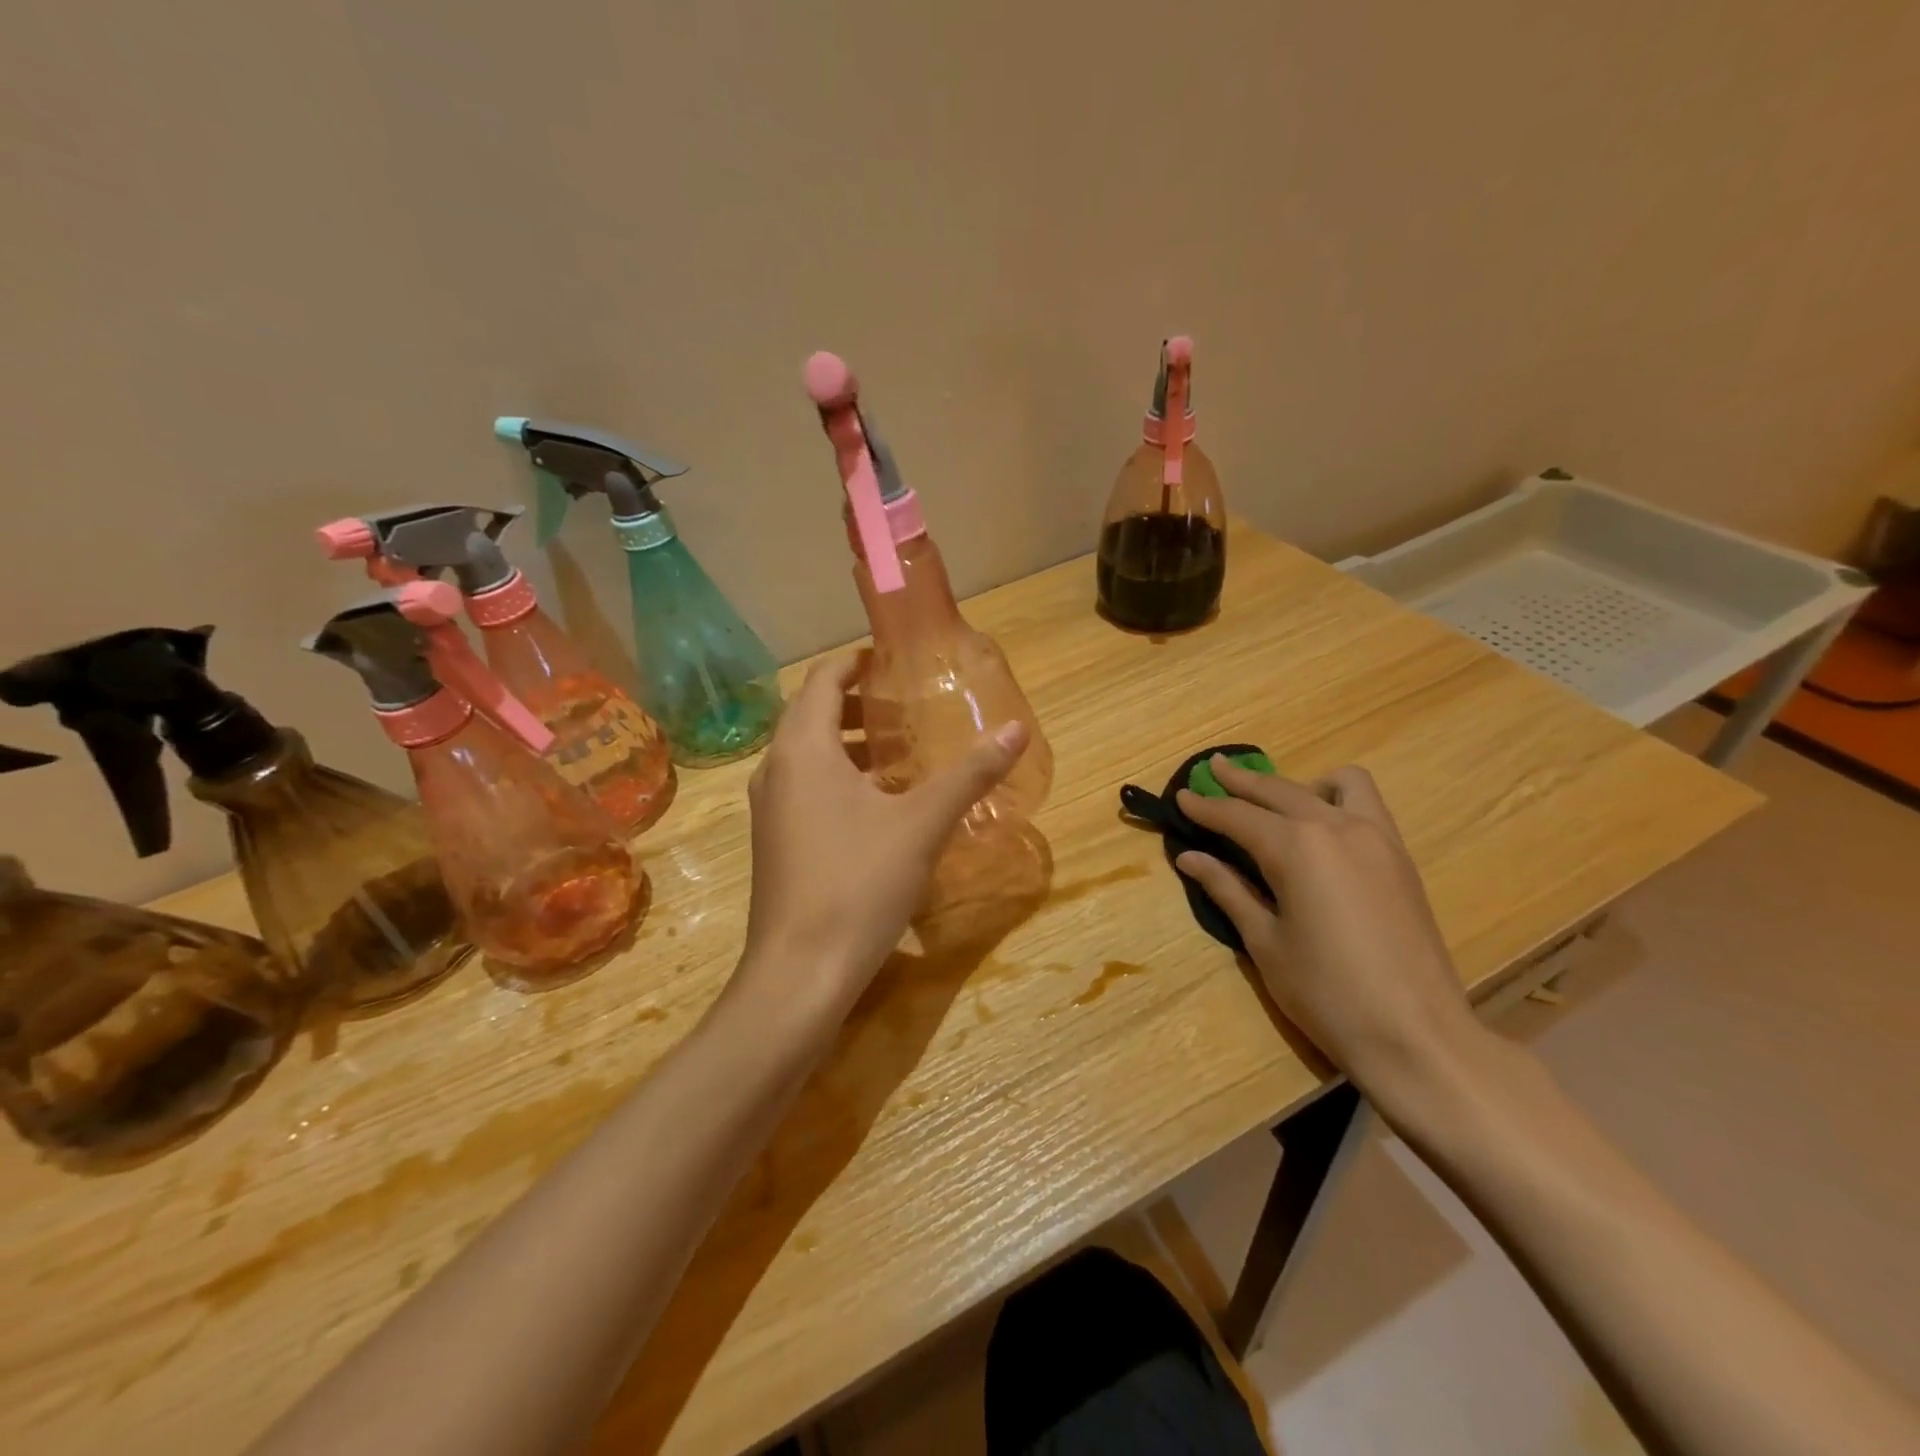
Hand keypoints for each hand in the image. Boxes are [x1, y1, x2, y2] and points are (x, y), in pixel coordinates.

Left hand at [735, 653, 1028, 1020]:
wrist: (800, 973)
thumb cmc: (859, 883)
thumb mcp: (922, 824)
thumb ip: (970, 774)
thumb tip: (1016, 730)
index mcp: (802, 749)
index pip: (823, 679)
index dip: (857, 663)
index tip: (894, 661)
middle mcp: (776, 769)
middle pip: (812, 714)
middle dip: (858, 704)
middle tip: (907, 707)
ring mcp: (770, 809)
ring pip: (808, 755)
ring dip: (849, 743)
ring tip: (900, 752)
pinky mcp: (775, 842)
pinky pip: (806, 788)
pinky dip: (839, 778)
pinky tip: (880, 805)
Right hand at [1173, 757, 1486, 1089]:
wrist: (1417, 1034)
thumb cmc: (1326, 993)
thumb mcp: (1264, 942)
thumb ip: (1228, 889)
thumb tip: (1189, 857)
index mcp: (1297, 848)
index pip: (1238, 816)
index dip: (1205, 807)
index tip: (1181, 795)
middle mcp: (1336, 828)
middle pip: (1279, 790)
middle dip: (1241, 781)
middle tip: (1212, 769)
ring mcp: (1376, 837)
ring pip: (1331, 786)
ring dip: (1296, 784)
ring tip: (1273, 801)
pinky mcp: (1399, 856)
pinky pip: (1365, 804)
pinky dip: (1336, 798)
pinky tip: (1320, 827)